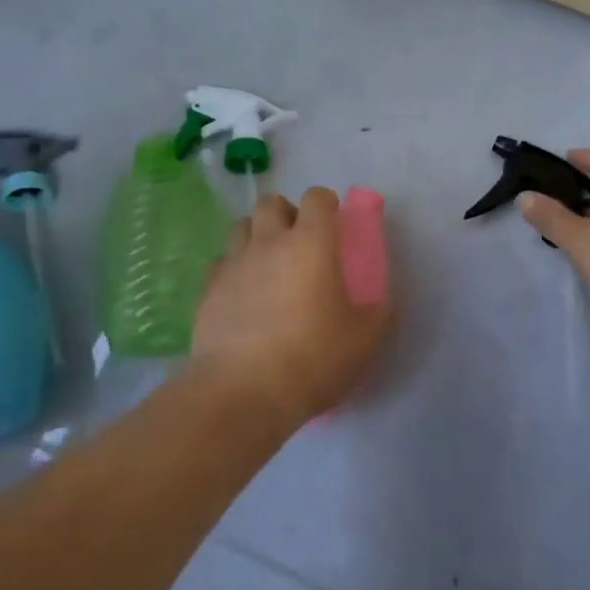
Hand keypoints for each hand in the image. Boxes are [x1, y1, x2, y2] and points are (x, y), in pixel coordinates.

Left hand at [189, 188, 392, 428]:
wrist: (243, 391)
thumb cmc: (313, 357)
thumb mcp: (365, 340)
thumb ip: (378, 314)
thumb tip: (382, 304)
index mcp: (311, 243)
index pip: (316, 198)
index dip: (326, 204)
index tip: (334, 222)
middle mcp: (269, 242)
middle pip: (271, 203)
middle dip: (285, 213)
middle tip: (298, 242)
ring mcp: (234, 263)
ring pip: (241, 227)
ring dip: (256, 235)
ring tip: (268, 265)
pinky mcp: (208, 289)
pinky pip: (221, 263)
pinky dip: (234, 269)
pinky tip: (242, 294)